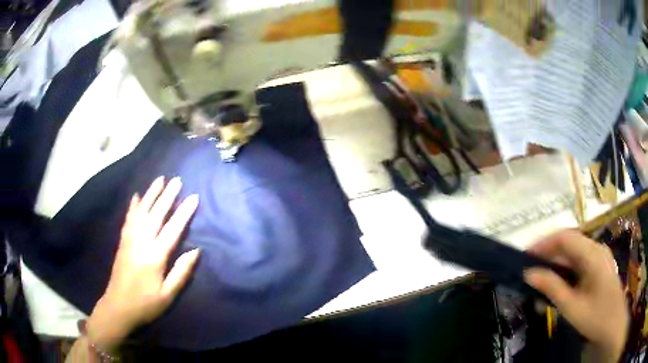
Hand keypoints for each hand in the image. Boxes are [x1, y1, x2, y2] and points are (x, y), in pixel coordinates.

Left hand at [86, 177, 199, 350]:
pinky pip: (128, 219)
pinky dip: (133, 206)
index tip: (193, 197)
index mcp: (154, 257)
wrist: (118, 307)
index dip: (183, 213)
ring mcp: (129, 240)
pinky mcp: (122, 242)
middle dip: (167, 196)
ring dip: (150, 194)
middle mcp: (141, 243)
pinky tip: (136, 196)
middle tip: (177, 180)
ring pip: (141, 212)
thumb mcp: (168, 295)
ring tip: (159, 180)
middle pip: (155, 215)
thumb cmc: (145, 304)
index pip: (172, 230)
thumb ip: (181, 273)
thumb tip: (196, 251)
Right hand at [524, 229, 627, 361]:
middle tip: (529, 270)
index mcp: (592, 253)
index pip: (565, 237)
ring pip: (574, 254)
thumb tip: (528, 273)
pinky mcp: (599, 267)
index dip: (544, 242)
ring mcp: (599, 258)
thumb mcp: (571, 306)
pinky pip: (580, 263)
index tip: (525, 255)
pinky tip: (558, 286)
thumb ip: (552, 288)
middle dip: (548, 255)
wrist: (613, 326)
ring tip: (540, 281)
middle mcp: (596, 249)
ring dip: (556, 265)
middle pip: (569, 243)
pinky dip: (566, 272)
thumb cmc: (595, 317)